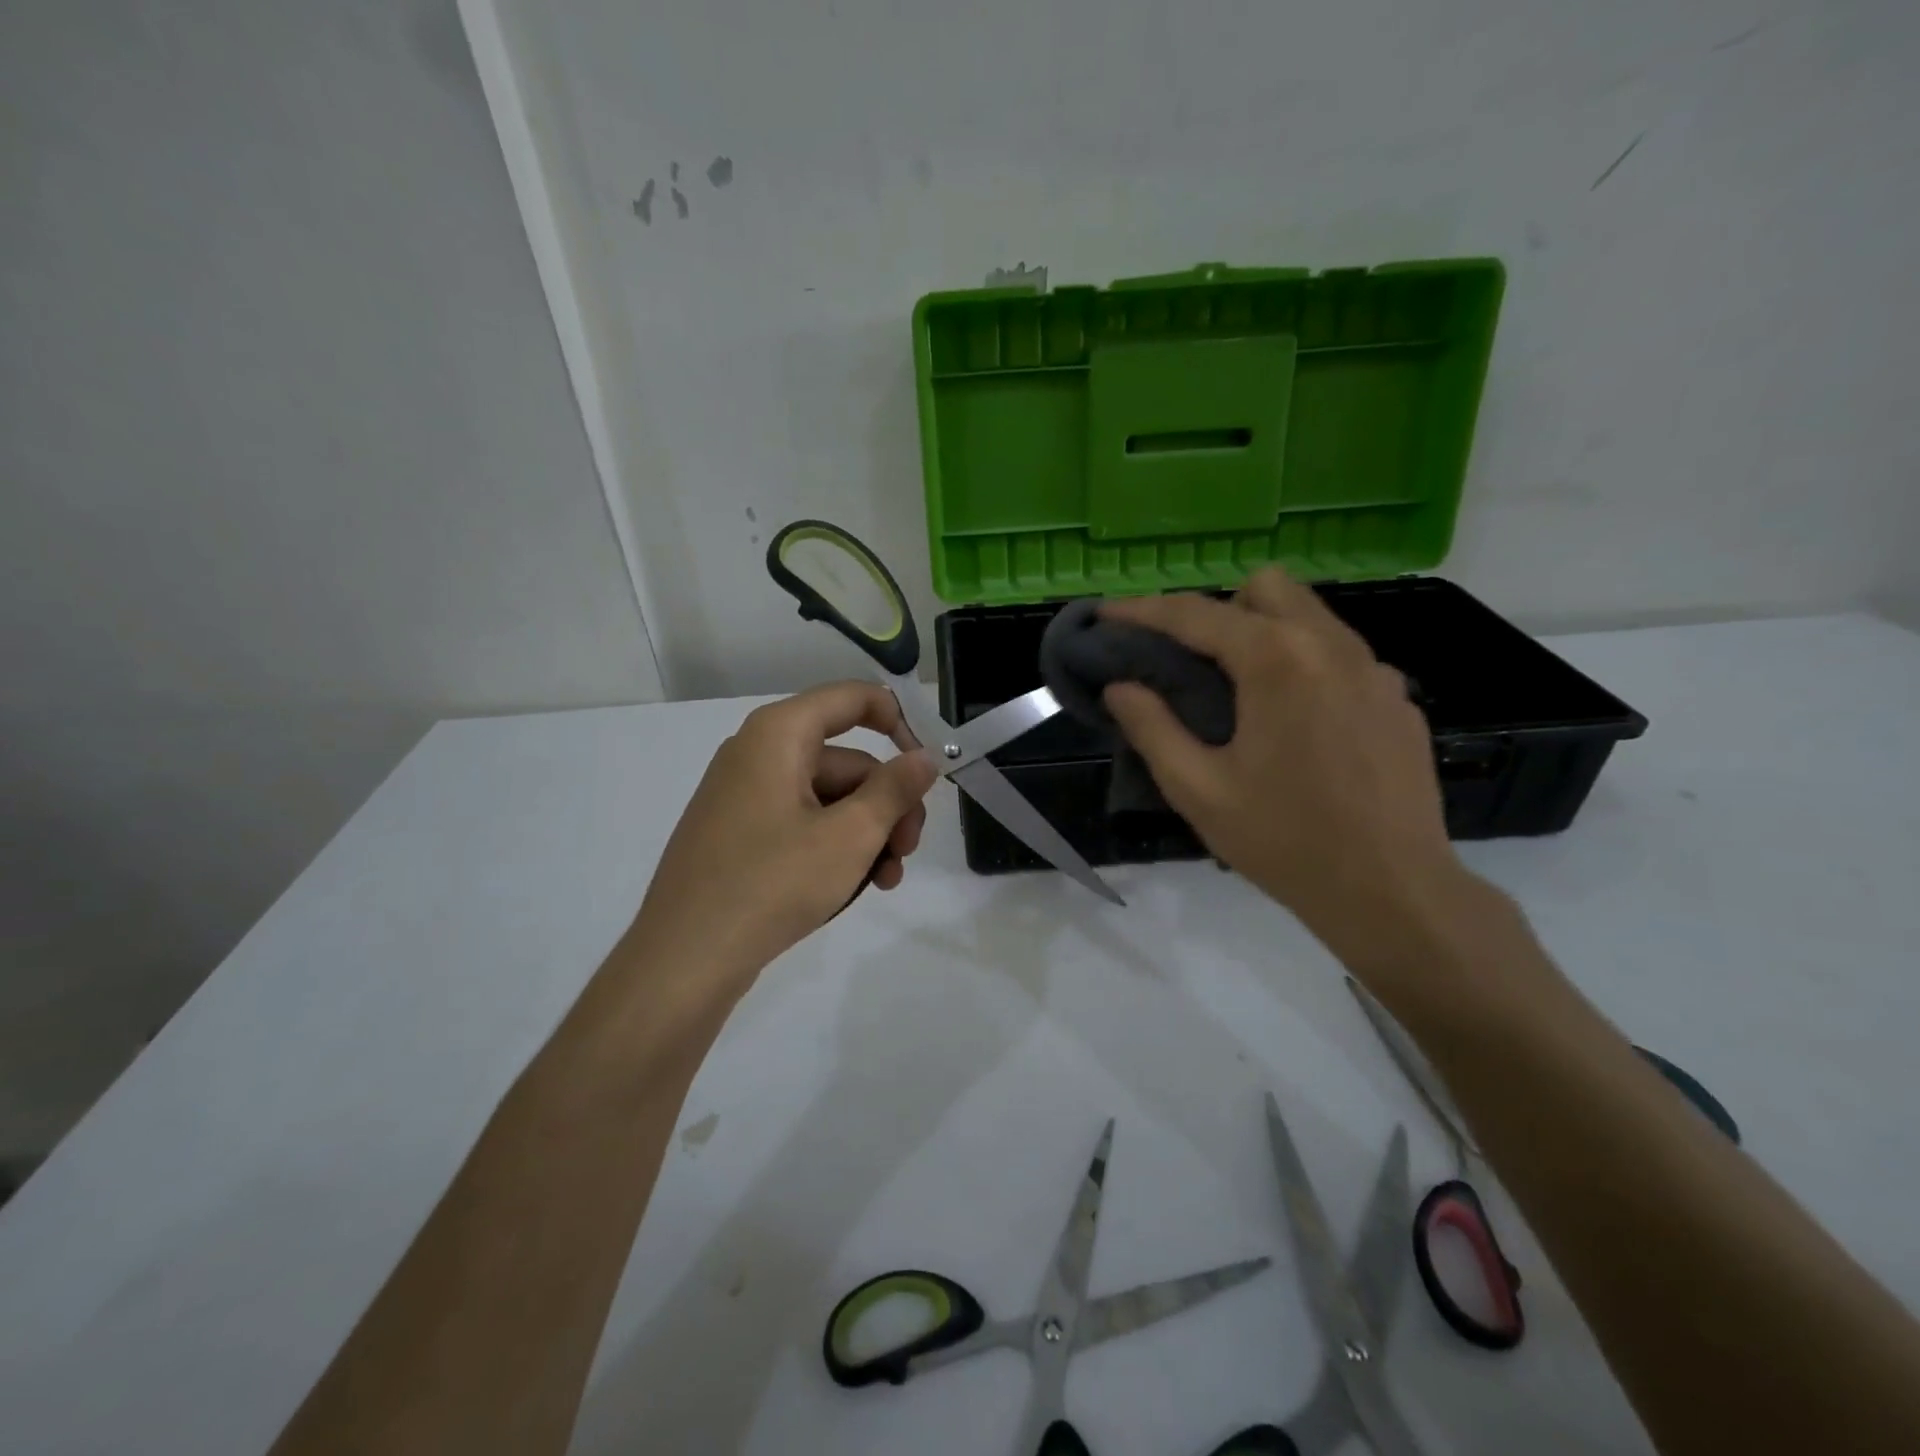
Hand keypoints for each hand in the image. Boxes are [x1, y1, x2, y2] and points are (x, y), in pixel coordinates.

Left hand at [629, 681, 937, 988]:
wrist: (685, 958)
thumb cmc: (772, 883)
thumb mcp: (850, 836)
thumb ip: (895, 789)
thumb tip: (925, 757)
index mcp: (779, 734)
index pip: (853, 699)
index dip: (899, 724)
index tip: (926, 769)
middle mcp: (758, 753)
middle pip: (846, 760)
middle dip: (887, 804)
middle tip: (908, 851)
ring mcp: (745, 795)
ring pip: (829, 798)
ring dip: (867, 834)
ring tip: (886, 880)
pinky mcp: (740, 833)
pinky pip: (802, 822)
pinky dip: (834, 846)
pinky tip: (857, 886)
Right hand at [1100, 571, 1470, 967]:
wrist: (1394, 893)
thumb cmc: (1285, 841)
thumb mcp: (1198, 790)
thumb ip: (1152, 727)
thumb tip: (1120, 686)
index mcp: (1277, 660)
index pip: (1195, 614)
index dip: (1142, 610)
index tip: (1106, 615)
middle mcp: (1331, 645)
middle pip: (1264, 588)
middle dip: (1217, 609)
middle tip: (1191, 661)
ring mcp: (1374, 669)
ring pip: (1308, 615)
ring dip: (1262, 632)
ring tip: (1239, 690)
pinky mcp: (1397, 698)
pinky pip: (1339, 654)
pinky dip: (1304, 665)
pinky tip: (1295, 724)